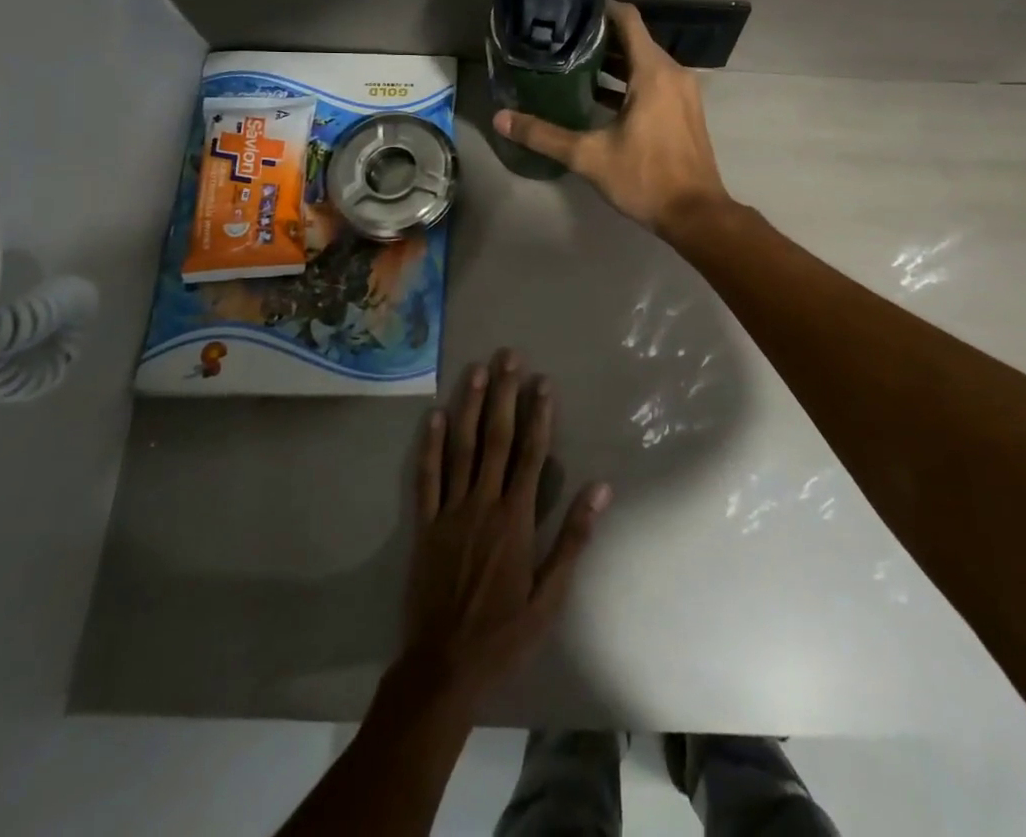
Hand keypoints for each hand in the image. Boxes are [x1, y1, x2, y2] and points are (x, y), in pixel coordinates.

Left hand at [401, 349, 610, 709]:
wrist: (443, 667)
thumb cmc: (504, 634)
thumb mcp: (550, 596)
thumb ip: (573, 538)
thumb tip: (601, 488)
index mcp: (516, 519)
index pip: (531, 454)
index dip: (538, 415)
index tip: (543, 381)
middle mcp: (483, 503)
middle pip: (496, 439)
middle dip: (504, 395)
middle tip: (508, 357)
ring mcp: (450, 511)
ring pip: (462, 448)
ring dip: (470, 406)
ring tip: (476, 371)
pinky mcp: (424, 524)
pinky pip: (427, 477)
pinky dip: (430, 446)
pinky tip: (434, 416)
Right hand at [492, 0, 733, 236]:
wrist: (695, 214)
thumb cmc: (645, 178)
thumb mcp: (589, 156)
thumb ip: (544, 135)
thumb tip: (501, 119)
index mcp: (654, 72)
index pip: (627, 19)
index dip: (599, 8)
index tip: (569, 8)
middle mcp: (672, 73)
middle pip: (634, 39)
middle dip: (599, 37)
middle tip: (560, 38)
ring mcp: (682, 92)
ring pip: (644, 63)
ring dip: (613, 62)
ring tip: (572, 64)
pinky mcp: (683, 110)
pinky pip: (654, 81)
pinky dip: (628, 81)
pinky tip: (598, 96)